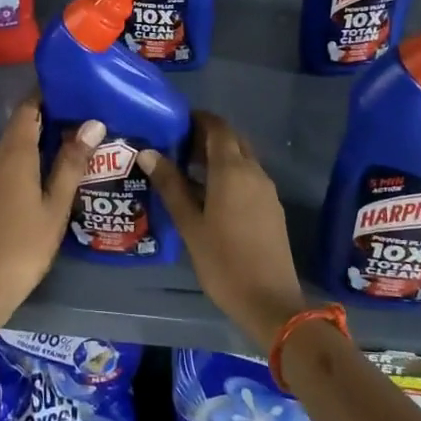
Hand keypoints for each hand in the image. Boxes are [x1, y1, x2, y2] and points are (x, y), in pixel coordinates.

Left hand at [0, 96, 101, 325]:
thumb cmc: (25, 243)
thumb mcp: (56, 204)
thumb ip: (72, 163)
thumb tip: (92, 123)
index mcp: (15, 156)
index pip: (27, 109)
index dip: (45, 93)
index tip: (72, 84)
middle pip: (20, 124)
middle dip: (48, 112)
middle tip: (84, 108)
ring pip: (16, 144)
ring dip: (42, 134)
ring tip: (77, 133)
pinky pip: (13, 161)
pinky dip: (34, 153)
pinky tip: (56, 165)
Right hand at [142, 113, 307, 353]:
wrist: (270, 301)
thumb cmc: (223, 261)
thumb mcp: (189, 224)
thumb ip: (171, 185)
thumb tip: (149, 152)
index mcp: (232, 170)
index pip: (217, 127)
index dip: (198, 119)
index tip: (174, 122)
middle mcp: (254, 172)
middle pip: (232, 140)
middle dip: (207, 136)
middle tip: (177, 146)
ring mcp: (266, 190)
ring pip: (242, 159)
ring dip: (218, 156)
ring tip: (187, 170)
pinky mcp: (271, 208)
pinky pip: (248, 177)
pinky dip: (229, 174)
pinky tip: (209, 194)